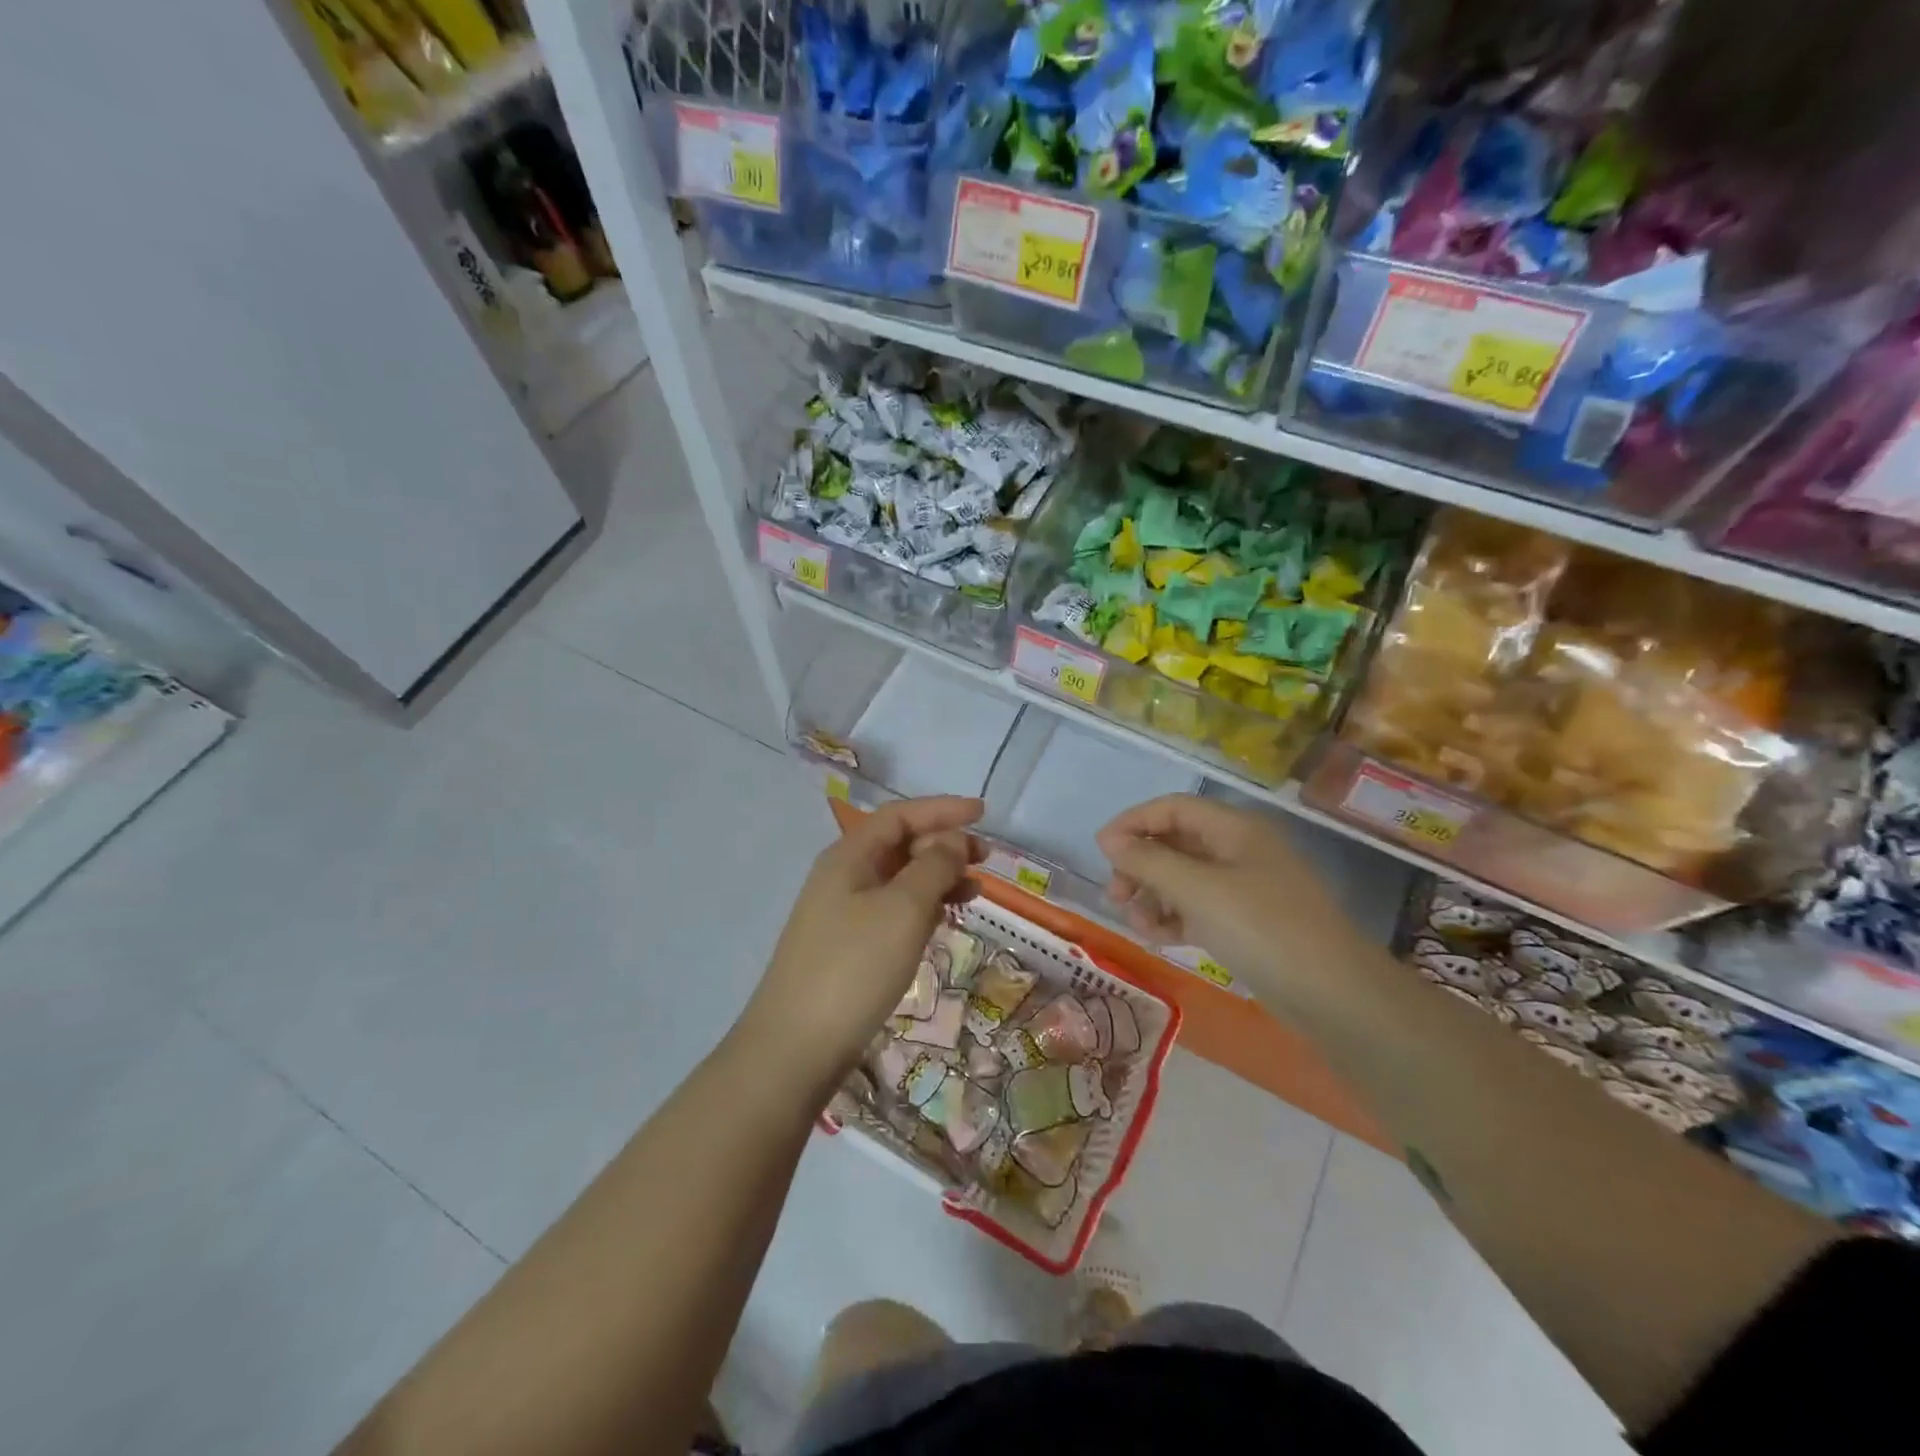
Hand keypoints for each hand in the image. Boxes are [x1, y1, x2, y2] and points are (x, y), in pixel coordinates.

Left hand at [741, 796, 984, 1091]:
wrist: (795, 1047)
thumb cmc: (854, 967)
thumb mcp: (903, 909)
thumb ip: (934, 866)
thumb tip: (953, 840)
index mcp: (850, 856)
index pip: (900, 815)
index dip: (942, 809)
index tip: (983, 813)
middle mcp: (843, 876)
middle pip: (899, 844)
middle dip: (944, 844)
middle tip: (985, 858)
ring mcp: (842, 913)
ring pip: (899, 880)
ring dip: (937, 877)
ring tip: (975, 891)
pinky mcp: (848, 947)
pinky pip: (893, 911)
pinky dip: (923, 908)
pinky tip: (943, 921)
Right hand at [1096, 796, 1360, 1012]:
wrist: (1333, 995)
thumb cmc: (1261, 927)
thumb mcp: (1197, 889)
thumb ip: (1148, 861)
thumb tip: (1108, 839)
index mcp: (1235, 828)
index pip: (1173, 808)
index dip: (1133, 822)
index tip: (1101, 851)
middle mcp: (1239, 850)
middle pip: (1175, 842)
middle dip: (1140, 865)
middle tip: (1115, 895)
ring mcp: (1245, 888)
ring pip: (1183, 879)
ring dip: (1153, 895)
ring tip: (1136, 924)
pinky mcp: (1246, 923)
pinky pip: (1198, 908)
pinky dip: (1174, 918)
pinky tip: (1158, 938)